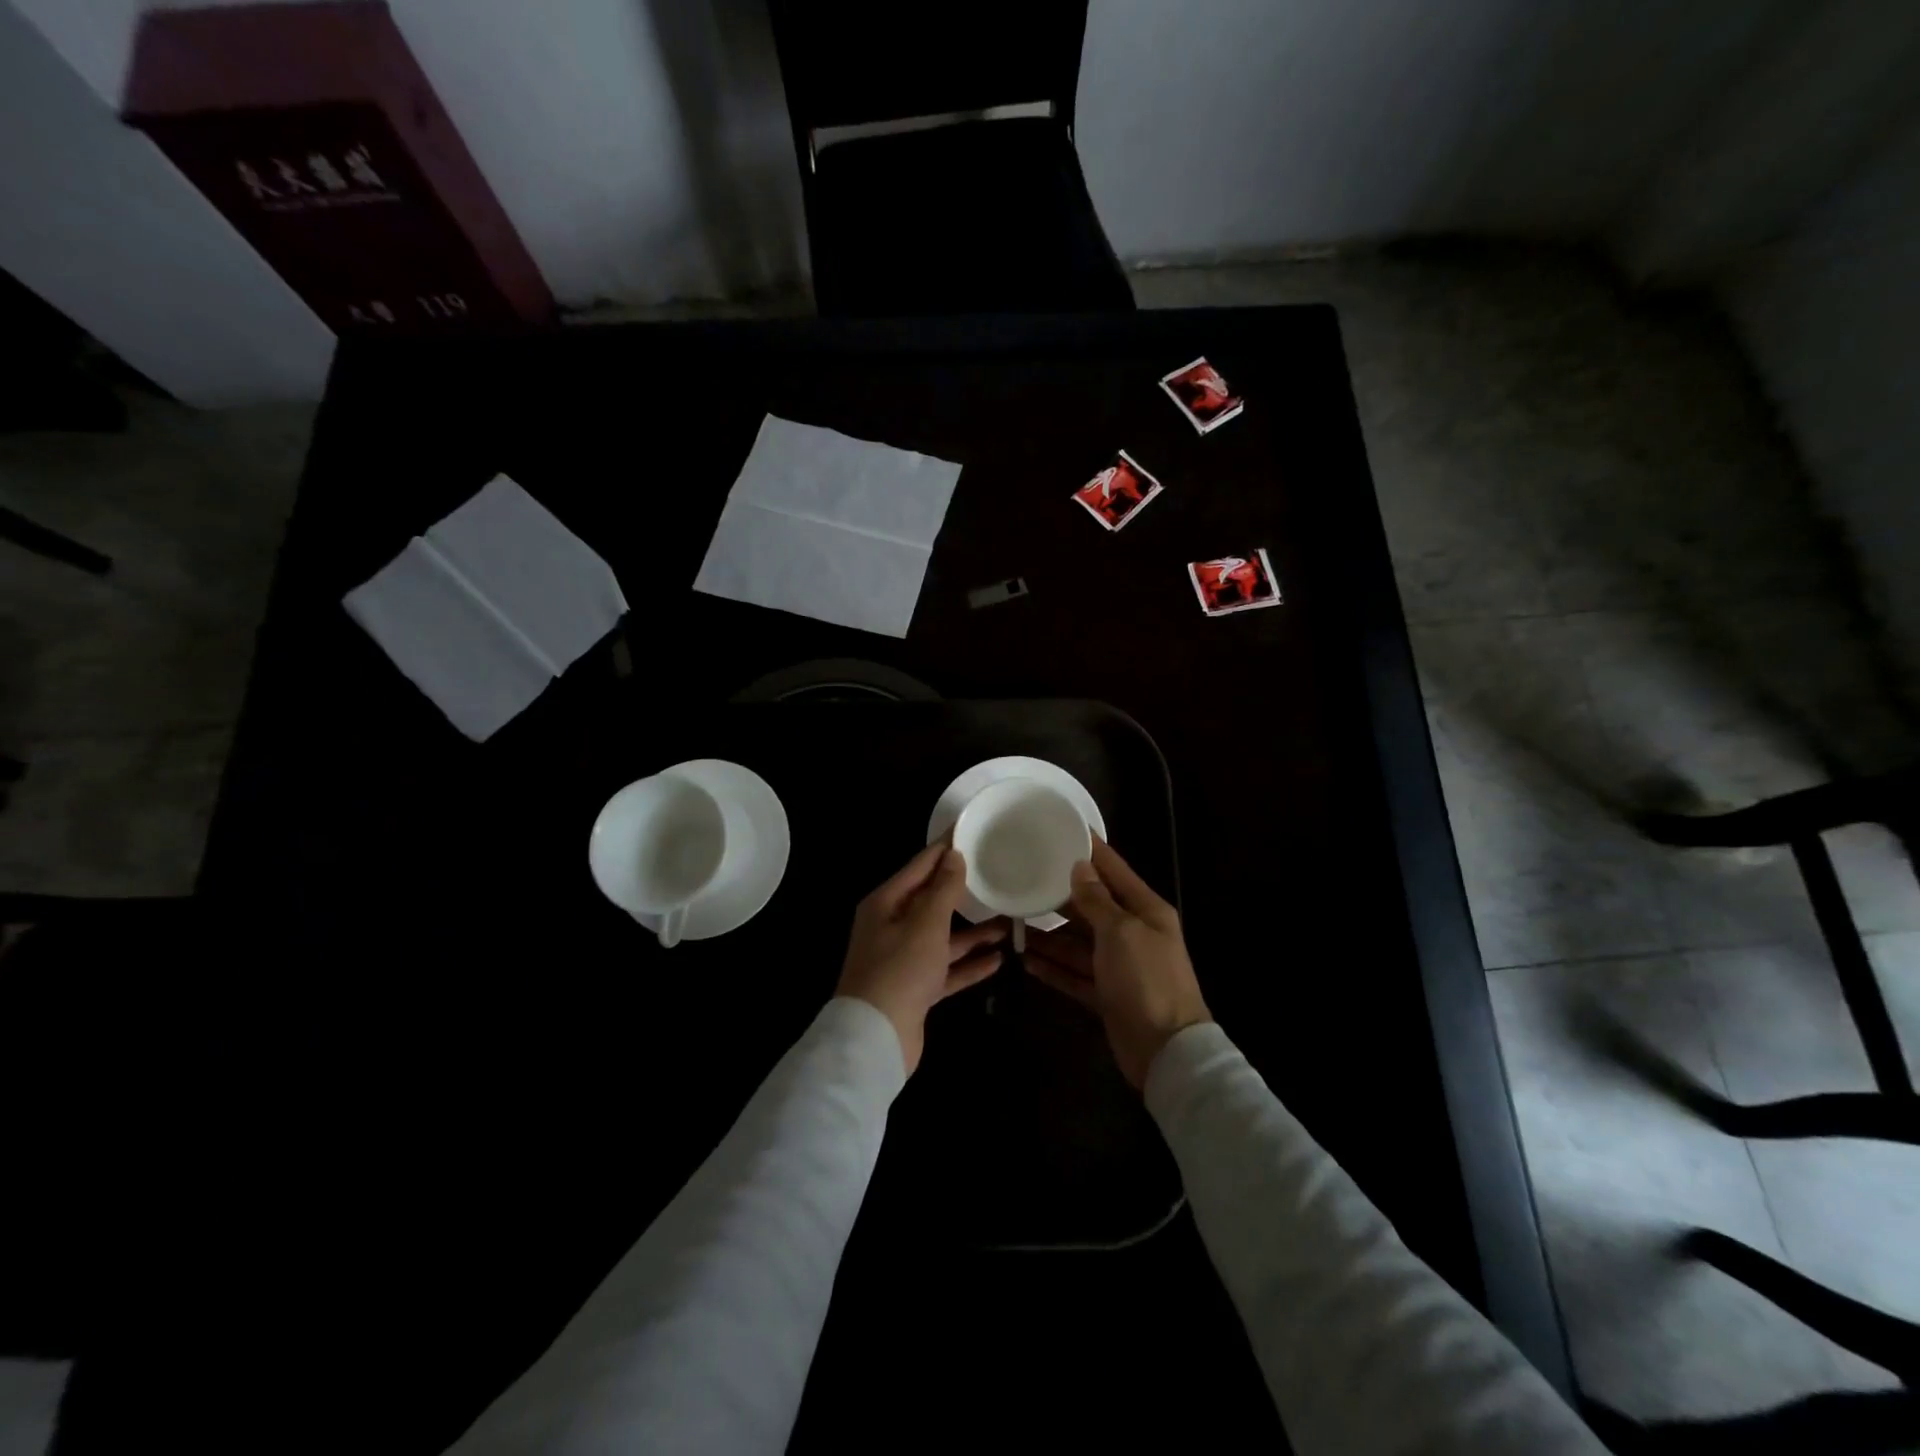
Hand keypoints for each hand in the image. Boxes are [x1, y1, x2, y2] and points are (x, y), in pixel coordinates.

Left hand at [837, 843, 1006, 1073]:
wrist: (876, 1039)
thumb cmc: (899, 970)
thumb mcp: (925, 923)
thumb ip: (943, 889)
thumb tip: (954, 855)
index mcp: (886, 904)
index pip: (920, 866)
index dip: (945, 849)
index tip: (971, 831)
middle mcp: (892, 927)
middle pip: (931, 901)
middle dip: (962, 891)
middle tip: (996, 873)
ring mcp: (903, 960)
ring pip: (942, 937)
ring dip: (972, 931)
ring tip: (1008, 920)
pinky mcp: (915, 989)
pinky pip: (946, 969)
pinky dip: (968, 964)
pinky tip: (998, 959)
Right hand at [1024, 838, 1210, 1088]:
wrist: (1167, 1052)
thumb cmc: (1146, 980)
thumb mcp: (1121, 932)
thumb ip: (1097, 900)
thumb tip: (1080, 867)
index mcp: (1145, 910)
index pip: (1113, 870)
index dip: (1089, 850)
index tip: (1061, 829)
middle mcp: (1132, 933)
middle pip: (1091, 907)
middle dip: (1059, 897)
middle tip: (1023, 880)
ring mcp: (1119, 967)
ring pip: (1078, 943)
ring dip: (1049, 936)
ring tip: (1013, 923)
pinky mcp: (1106, 995)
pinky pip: (1074, 975)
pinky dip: (1053, 968)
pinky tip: (1026, 960)